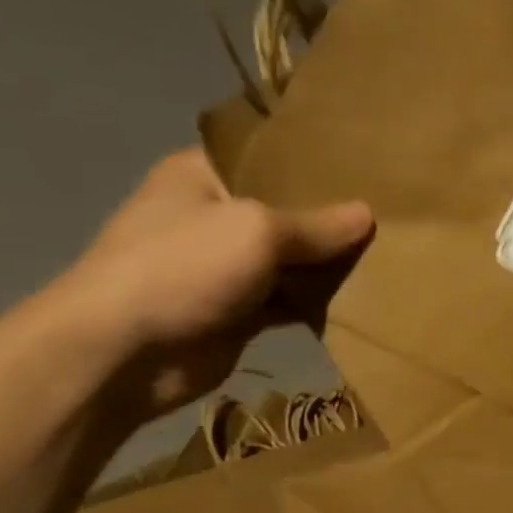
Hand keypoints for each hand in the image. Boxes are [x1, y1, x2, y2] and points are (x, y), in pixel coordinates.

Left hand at [58, 148, 371, 419]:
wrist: (122, 354)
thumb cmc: (184, 268)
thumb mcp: (258, 231)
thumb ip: (318, 225)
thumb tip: (369, 215)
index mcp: (202, 175)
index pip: (268, 158)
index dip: (315, 162)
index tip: (366, 167)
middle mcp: (213, 215)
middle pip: (287, 211)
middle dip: (332, 218)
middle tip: (391, 215)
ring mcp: (224, 267)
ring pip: (292, 260)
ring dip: (329, 265)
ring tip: (388, 256)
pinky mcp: (238, 312)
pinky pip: (289, 300)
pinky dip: (318, 302)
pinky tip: (361, 298)